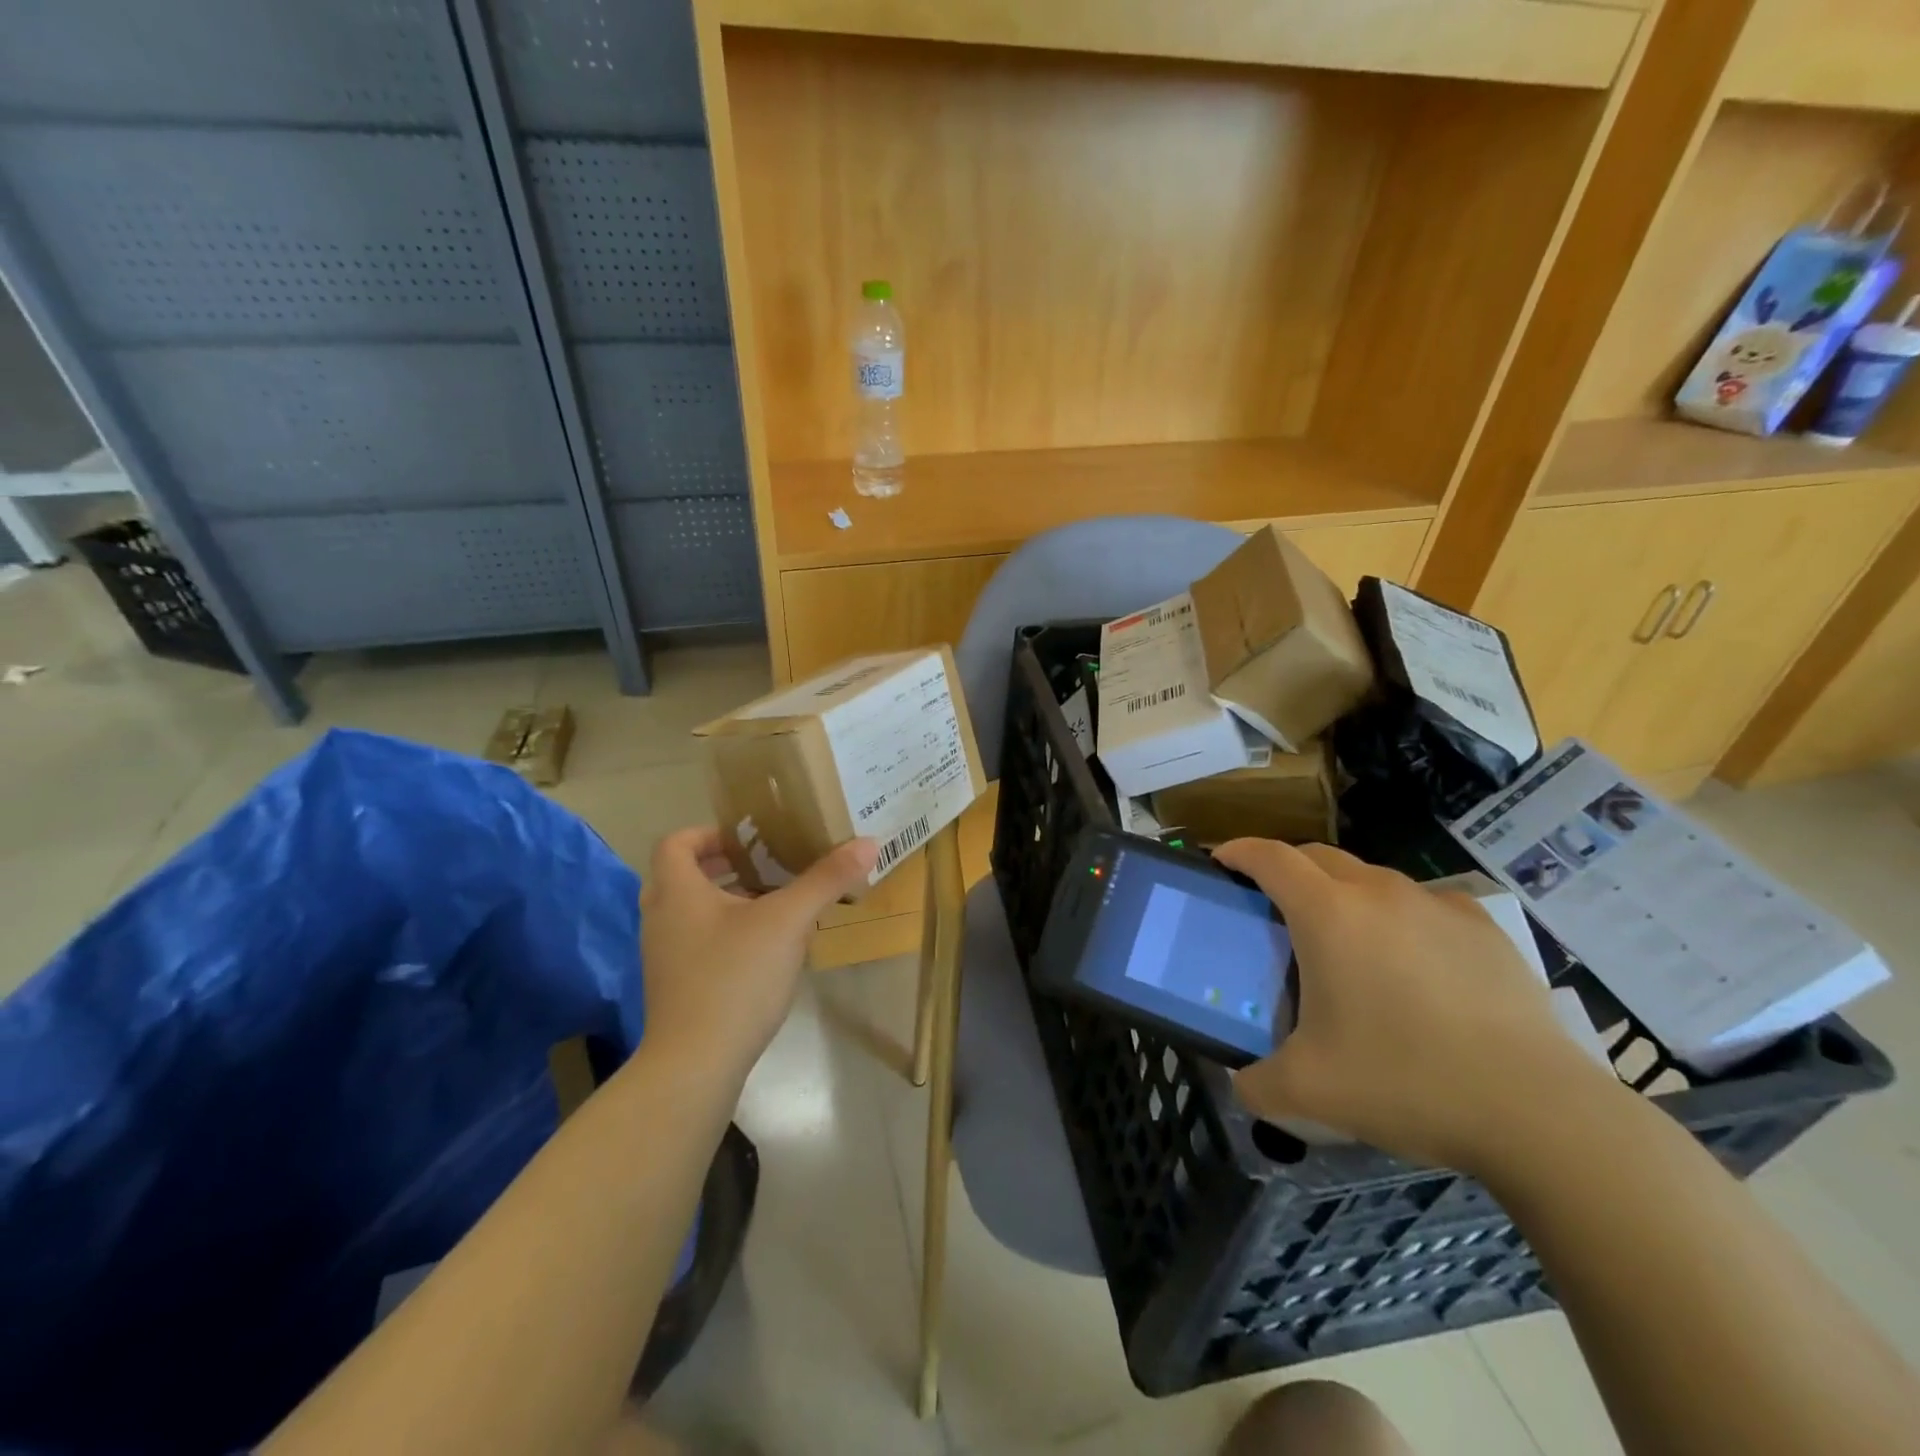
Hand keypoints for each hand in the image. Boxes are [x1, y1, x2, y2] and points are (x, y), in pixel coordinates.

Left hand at [638, 828, 877, 1077]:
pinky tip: (763, 951)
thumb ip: (825, 880)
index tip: (749, 841)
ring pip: (690, 912)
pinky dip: (724, 934)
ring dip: (725, 901)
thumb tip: (867, 842)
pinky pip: (696, 943)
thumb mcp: (788, 921)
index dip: (709, 834)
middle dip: (723, 867)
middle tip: (765, 866)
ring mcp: (664, 957)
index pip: (676, 843)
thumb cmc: (735, 978)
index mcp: (677, 892)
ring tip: (772, 905)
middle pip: (682, 876)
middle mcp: (661, 919)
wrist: (695, 1065)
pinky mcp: (675, 988)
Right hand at [1213, 839, 1611, 1173]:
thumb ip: (1255, 1083)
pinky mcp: (1483, 927)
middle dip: (1286, 870)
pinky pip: (1422, 903)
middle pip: (1316, 856)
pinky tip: (1411, 963)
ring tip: (1345, 943)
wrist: (1537, 1112)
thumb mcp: (1308, 1092)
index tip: (1221, 863)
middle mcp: (1378, 892)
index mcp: (1328, 914)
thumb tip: (1241, 1083)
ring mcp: (1436, 904)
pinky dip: (1398, 916)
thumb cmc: (1405, 1082)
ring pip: (1370, 878)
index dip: (1237, 852)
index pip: (1269, 857)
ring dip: (1342, 893)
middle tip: (1273, 909)